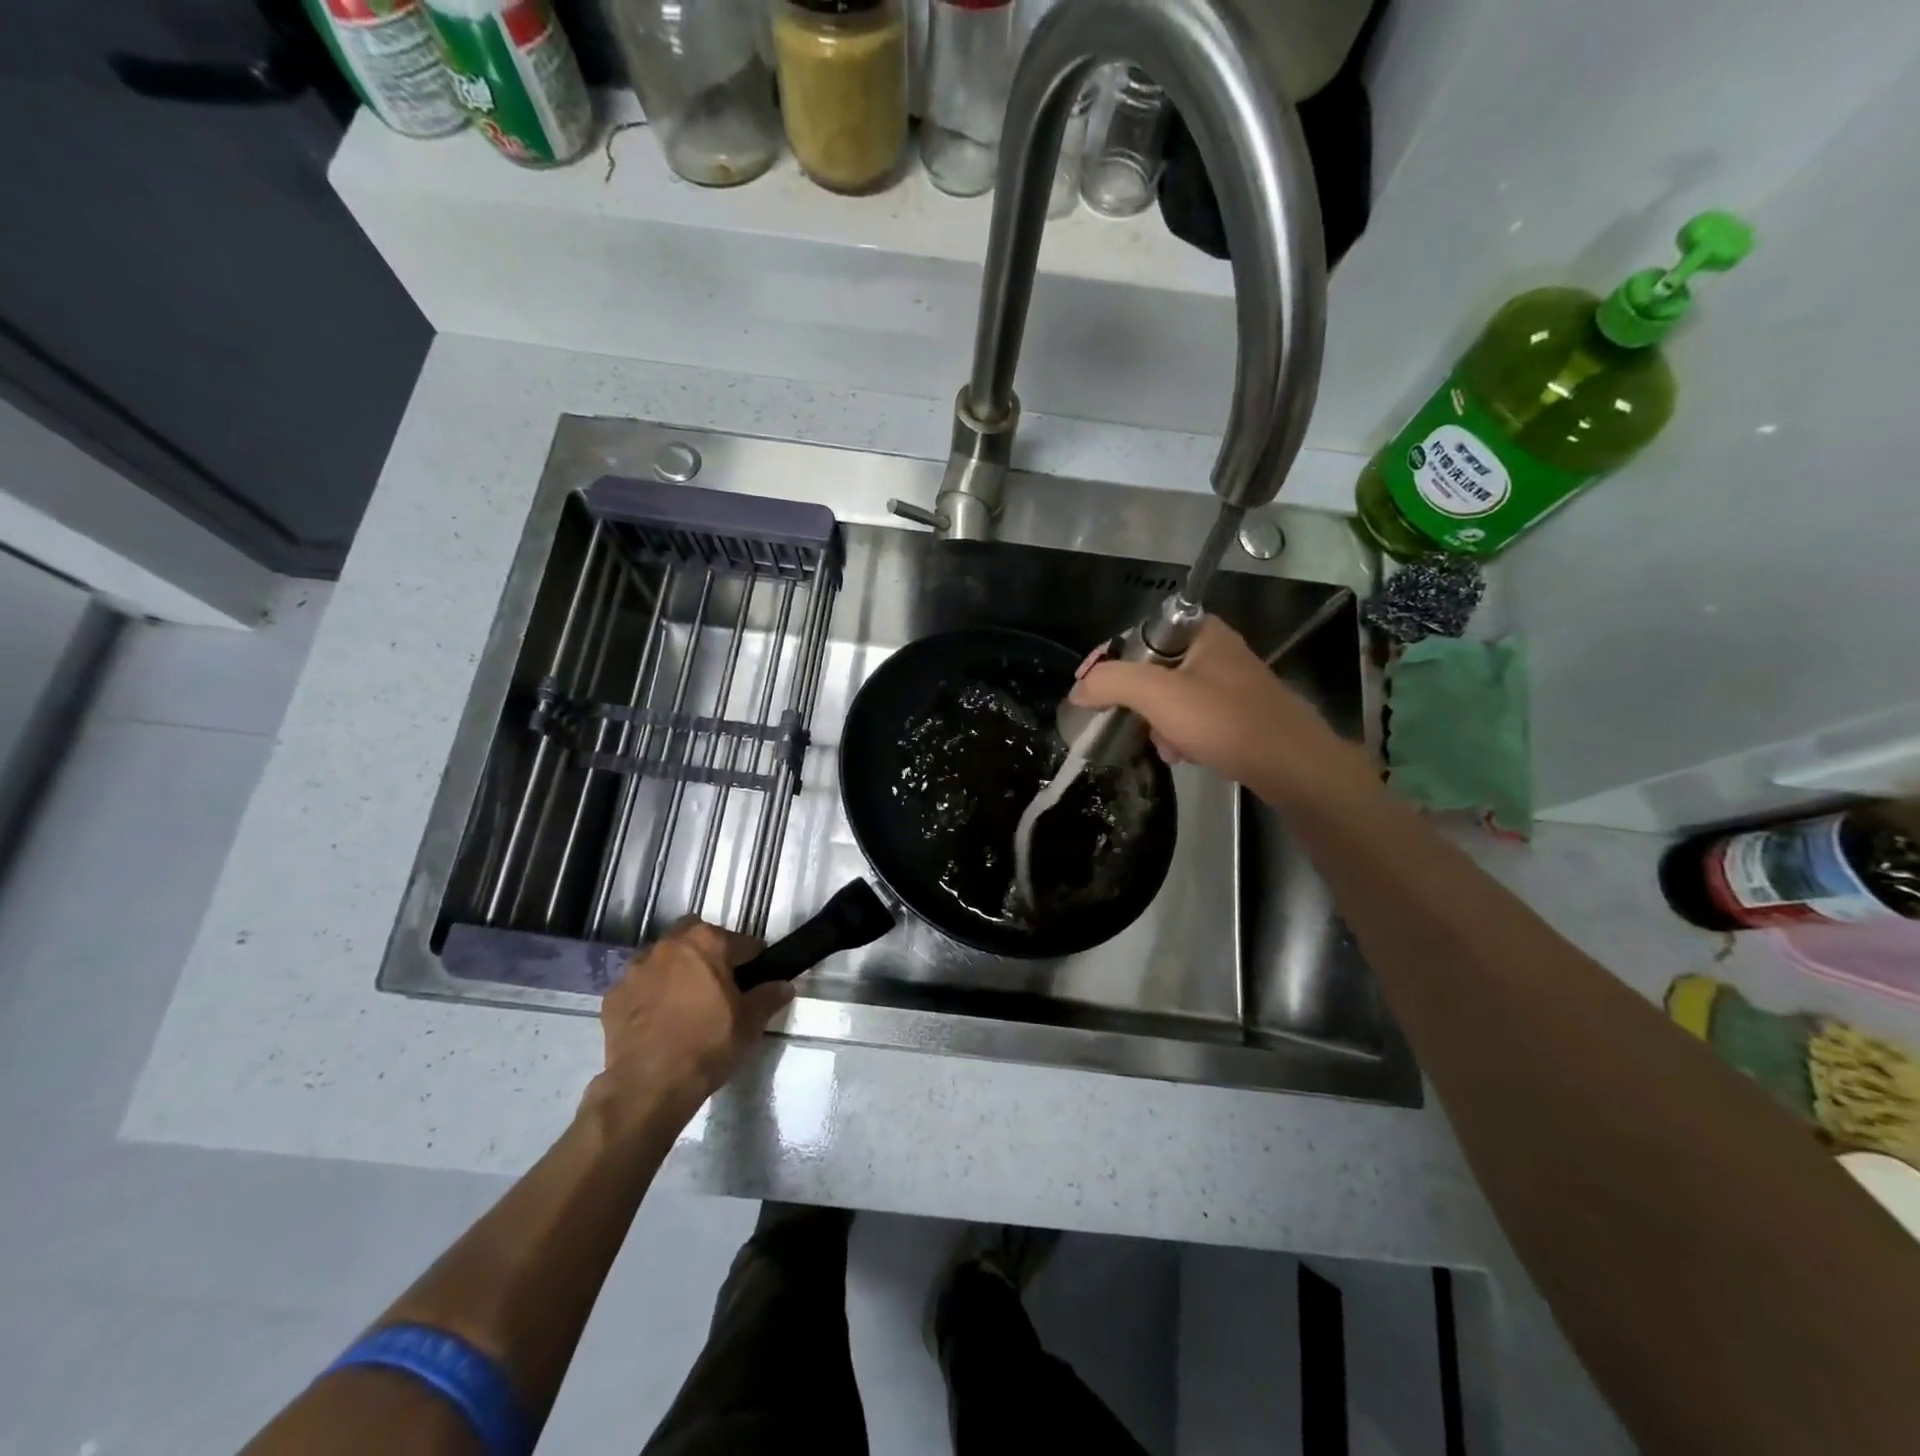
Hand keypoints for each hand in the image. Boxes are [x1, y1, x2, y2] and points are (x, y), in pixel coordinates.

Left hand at [587, 920, 793, 1135]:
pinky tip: (658, 1018)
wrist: (648, 1086)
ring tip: (686, 1001)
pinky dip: (650, 993)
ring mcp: (636, 969)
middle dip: (709, 953)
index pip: (741, 942)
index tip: (758, 978)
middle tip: (720, 984)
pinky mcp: (613, 995)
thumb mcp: (749, 1023)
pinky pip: (639, 985)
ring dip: (676, 969)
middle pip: (696, 937)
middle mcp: (668, 945)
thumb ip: (769, 997)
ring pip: (663, 957)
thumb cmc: (707, 1045)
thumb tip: (785, 985)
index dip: (753, 960)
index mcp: (706, 943)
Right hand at [1069, 615, 1373, 807]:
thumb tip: (1078, 689)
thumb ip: (1111, 682)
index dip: (1107, 660)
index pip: (1135, 635)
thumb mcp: (1158, 696)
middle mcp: (1214, 649)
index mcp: (1199, 631)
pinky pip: (1191, 717)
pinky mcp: (1237, 711)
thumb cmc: (1224, 721)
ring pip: (1170, 697)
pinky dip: (1180, 734)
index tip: (1086, 689)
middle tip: (1125, 723)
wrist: (1293, 765)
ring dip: (1157, 723)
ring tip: (1164, 747)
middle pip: (1150, 668)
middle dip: (1135, 701)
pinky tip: (1183, 755)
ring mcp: (1229, 682)